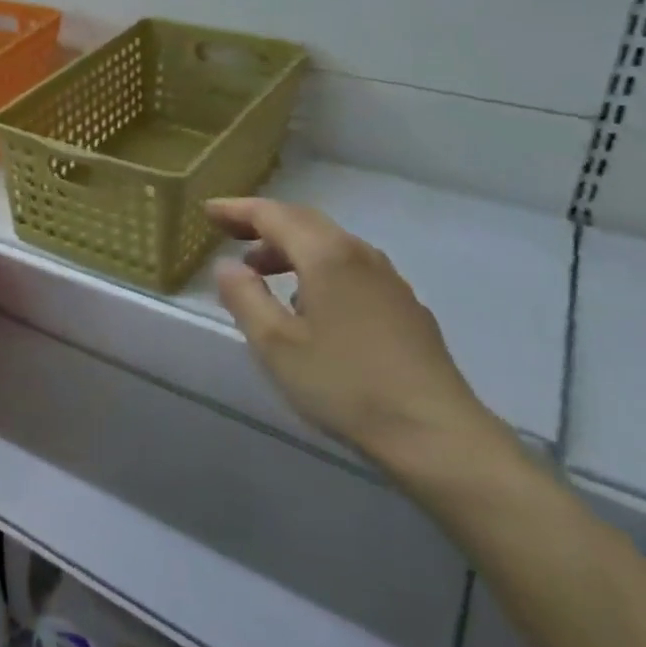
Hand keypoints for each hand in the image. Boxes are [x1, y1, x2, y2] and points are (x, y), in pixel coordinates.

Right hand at [207, 198, 504, 472]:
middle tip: (229, 232)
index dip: (237, 210)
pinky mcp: (405, 307)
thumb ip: (244, 297)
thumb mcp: (276, 345)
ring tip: (261, 271)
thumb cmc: (346, 385)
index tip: (207, 211)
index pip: (273, 215)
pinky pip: (349, 268)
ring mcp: (388, 281)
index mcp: (327, 256)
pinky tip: (308, 303)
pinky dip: (317, 268)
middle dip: (263, 222)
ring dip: (290, 247)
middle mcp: (360, 255)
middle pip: (305, 222)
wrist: (437, 436)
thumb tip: (227, 266)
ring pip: (330, 245)